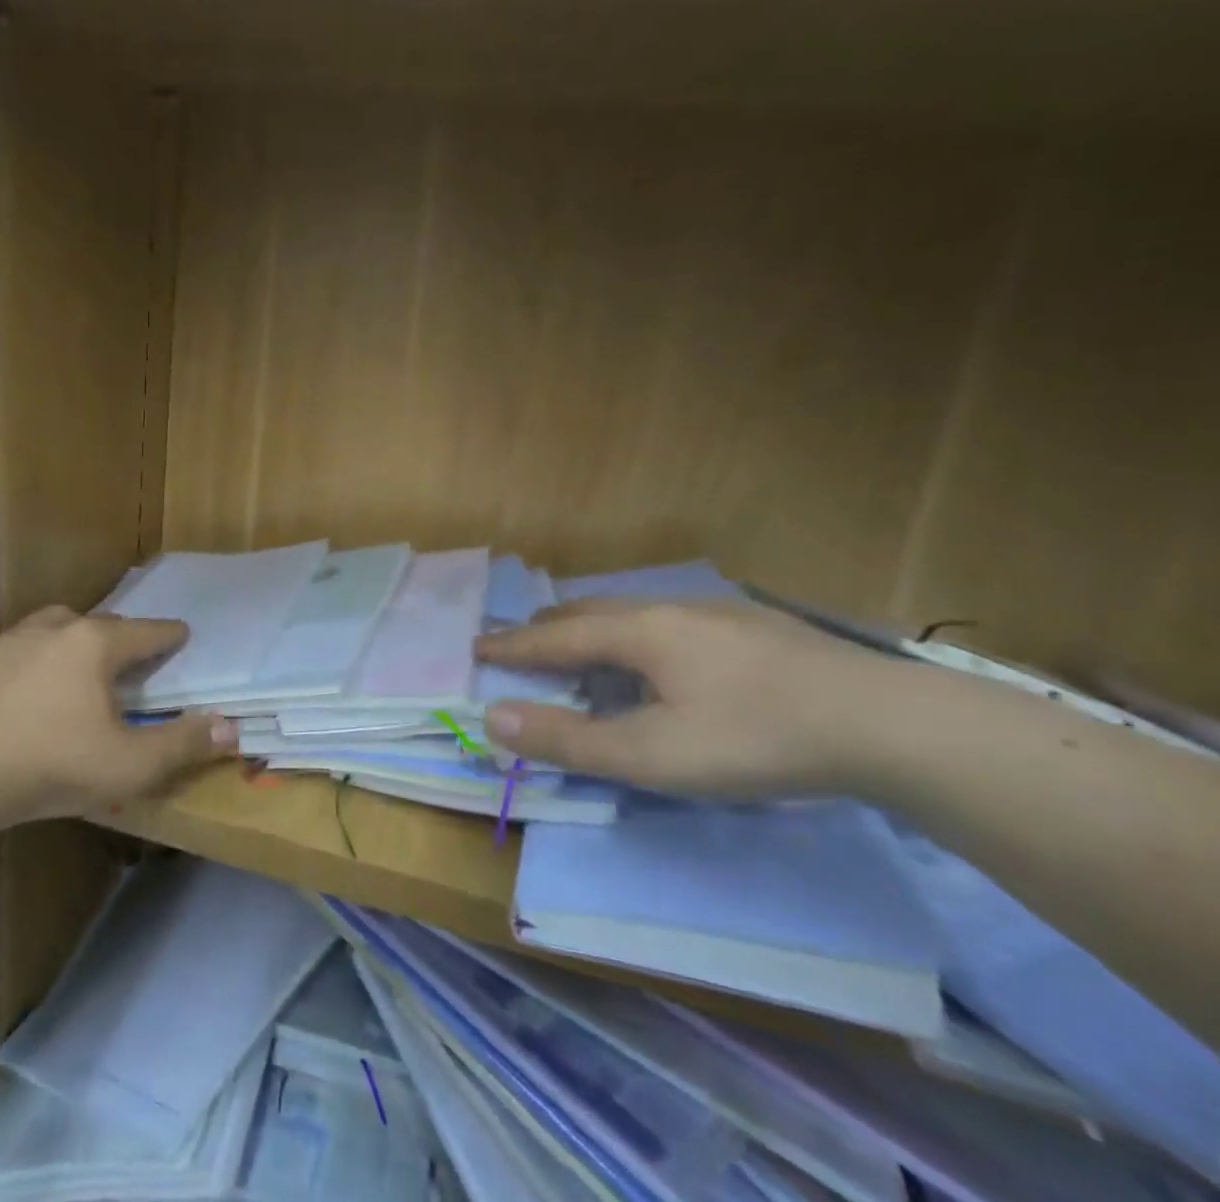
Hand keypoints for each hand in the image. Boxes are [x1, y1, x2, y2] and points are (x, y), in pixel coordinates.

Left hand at [0, 608, 237, 825]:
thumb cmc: (55, 765)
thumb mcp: (131, 765)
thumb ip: (184, 744)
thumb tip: (231, 727)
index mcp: (97, 643)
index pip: (147, 632)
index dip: (170, 635)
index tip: (183, 635)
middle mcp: (59, 627)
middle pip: (106, 625)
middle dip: (127, 639)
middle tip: (138, 661)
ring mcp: (17, 640)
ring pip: (63, 626)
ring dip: (83, 639)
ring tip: (88, 665)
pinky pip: (30, 644)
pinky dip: (46, 654)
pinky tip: (40, 684)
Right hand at [476, 600, 897, 800]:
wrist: (887, 723)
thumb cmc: (754, 738)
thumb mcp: (653, 755)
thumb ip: (570, 740)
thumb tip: (494, 719)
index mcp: (638, 632)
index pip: (555, 636)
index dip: (513, 644)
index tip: (477, 645)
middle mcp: (669, 609)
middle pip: (590, 611)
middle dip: (548, 630)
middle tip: (523, 646)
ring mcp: (715, 613)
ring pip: (632, 613)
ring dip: (594, 631)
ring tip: (584, 653)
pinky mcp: (753, 628)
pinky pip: (668, 623)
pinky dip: (635, 638)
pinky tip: (661, 660)